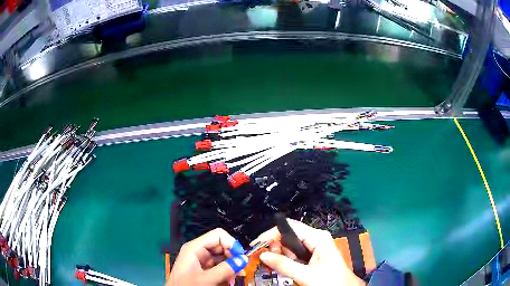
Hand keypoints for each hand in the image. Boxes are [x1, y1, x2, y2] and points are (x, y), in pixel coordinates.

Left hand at [167, 228, 247, 285]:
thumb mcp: (207, 279)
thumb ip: (225, 269)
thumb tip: (243, 259)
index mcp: (195, 248)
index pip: (218, 235)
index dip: (232, 244)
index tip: (241, 257)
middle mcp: (198, 251)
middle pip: (221, 246)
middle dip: (233, 257)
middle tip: (241, 269)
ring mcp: (201, 261)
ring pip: (222, 257)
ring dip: (231, 266)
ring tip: (236, 277)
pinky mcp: (203, 270)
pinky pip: (219, 266)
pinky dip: (226, 272)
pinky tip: (229, 280)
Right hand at [251, 219, 365, 285]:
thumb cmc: (330, 281)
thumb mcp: (306, 275)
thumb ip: (284, 265)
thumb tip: (262, 255)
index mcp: (317, 237)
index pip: (289, 227)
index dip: (271, 234)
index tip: (256, 246)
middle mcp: (315, 238)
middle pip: (288, 235)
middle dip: (275, 247)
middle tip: (267, 261)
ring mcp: (314, 246)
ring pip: (289, 246)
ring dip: (279, 255)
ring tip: (274, 266)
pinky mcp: (312, 255)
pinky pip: (294, 254)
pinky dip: (285, 260)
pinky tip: (282, 267)